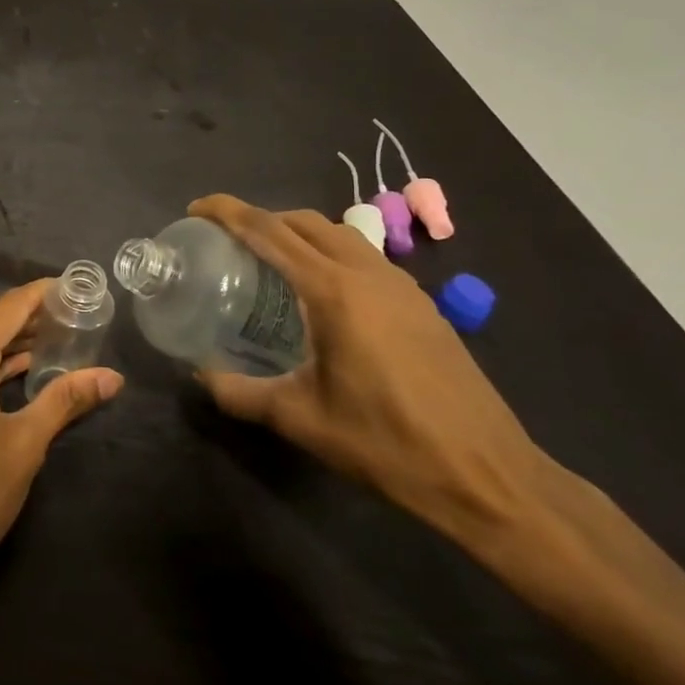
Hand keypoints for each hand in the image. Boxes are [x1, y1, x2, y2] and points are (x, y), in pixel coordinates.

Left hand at [0, 280, 123, 607]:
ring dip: (11, 346)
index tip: (77, 288)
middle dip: (33, 322)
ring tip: (59, 343)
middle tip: (78, 321)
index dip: (44, 294)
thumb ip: (65, 400)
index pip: (10, 307)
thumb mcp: (24, 446)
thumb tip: (112, 377)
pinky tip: (20, 372)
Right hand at [189, 195, 548, 544]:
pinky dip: (329, 254)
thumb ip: (240, 393)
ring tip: (270, 261)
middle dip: (262, 218)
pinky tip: (320, 296)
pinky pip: (364, 257)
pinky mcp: (421, 305)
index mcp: (334, 291)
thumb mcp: (300, 420)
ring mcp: (401, 286)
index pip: (270, 231)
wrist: (488, 475)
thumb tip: (201, 375)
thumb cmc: (387, 444)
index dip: (228, 211)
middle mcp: (368, 274)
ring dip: (299, 233)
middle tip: (228, 240)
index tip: (197, 209)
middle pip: (305, 221)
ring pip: (339, 234)